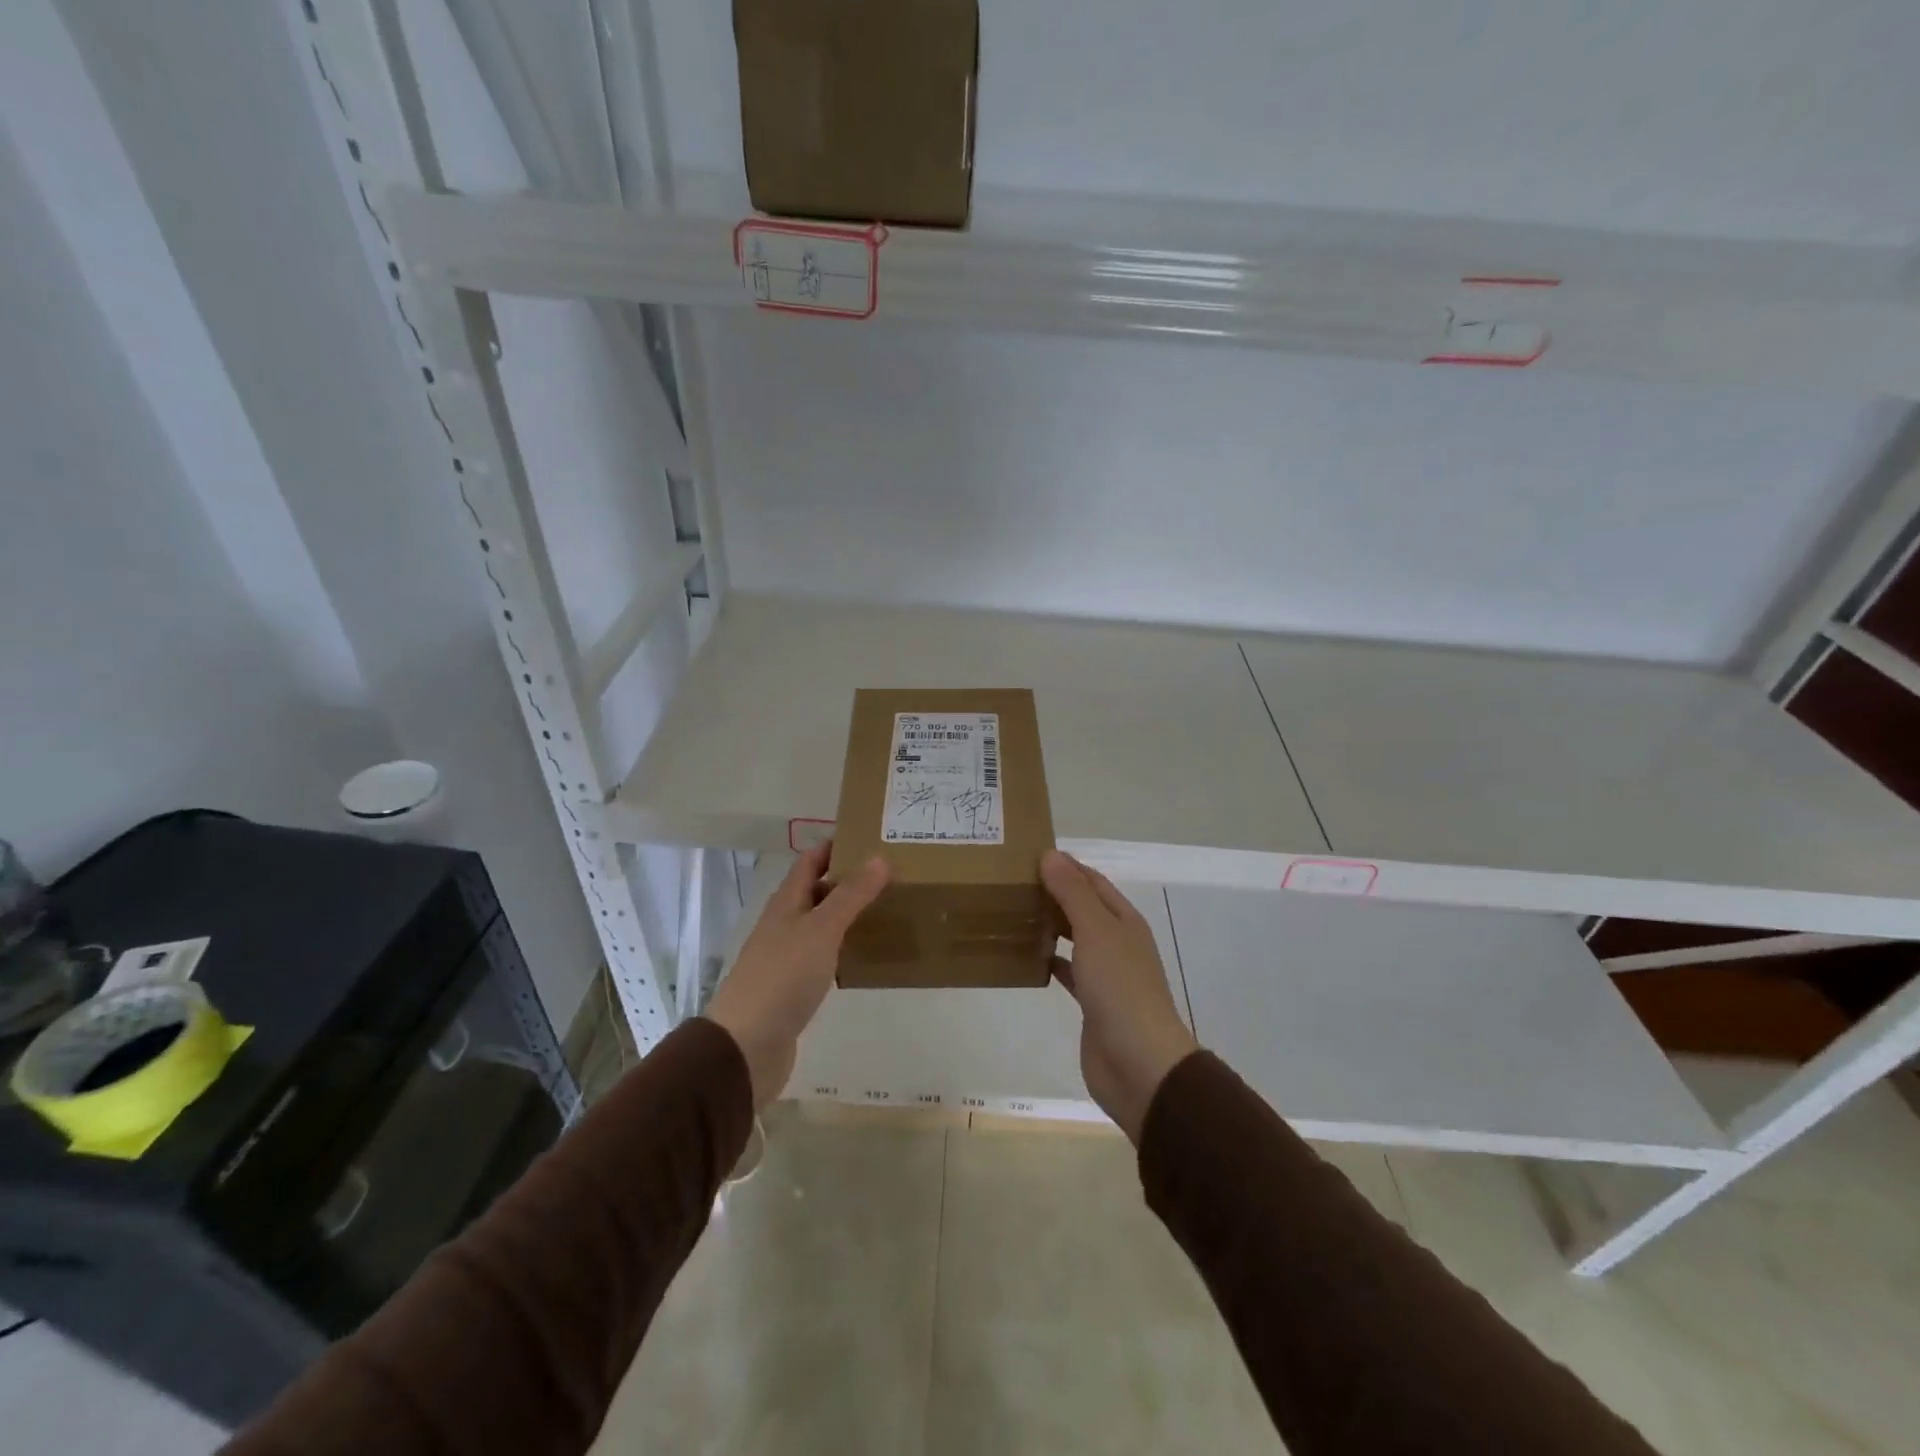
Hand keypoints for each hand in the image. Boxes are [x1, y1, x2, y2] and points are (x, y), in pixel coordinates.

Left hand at [704, 844, 888, 1110]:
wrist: (746, 1046)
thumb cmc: (783, 977)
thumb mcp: (821, 929)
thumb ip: (851, 895)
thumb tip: (879, 857)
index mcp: (787, 903)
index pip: (811, 861)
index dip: (837, 846)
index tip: (873, 838)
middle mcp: (785, 924)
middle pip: (818, 891)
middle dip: (850, 880)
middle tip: (893, 875)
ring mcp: (788, 957)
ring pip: (822, 924)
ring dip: (850, 915)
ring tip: (888, 909)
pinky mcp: (795, 988)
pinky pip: (825, 957)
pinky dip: (845, 949)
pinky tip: (867, 955)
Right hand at [1042, 850, 1199, 1142]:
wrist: (1140, 1065)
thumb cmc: (1120, 989)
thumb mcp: (1096, 932)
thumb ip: (1073, 893)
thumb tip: (1050, 855)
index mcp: (1124, 920)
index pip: (1092, 881)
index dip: (1065, 865)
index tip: (1027, 855)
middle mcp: (1117, 942)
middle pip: (1083, 908)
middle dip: (1053, 893)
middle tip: (1011, 883)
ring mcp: (1106, 974)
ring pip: (1074, 938)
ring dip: (1049, 925)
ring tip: (1013, 912)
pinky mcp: (1092, 1003)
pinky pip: (1067, 971)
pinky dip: (1049, 960)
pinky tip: (1027, 956)